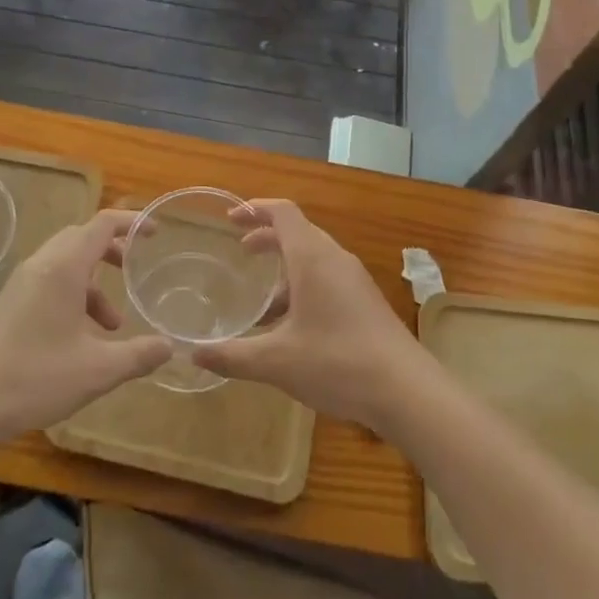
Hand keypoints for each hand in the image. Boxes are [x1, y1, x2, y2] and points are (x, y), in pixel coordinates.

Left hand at [0, 210, 170, 445]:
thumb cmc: (35, 378)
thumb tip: (169, 346)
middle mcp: (41, 265)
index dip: (131, 223)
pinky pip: (50, 282)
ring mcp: (21, 284)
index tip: (155, 233)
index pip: (102, 225)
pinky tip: (81, 338)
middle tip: (135, 269)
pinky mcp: (10, 304)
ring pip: (66, 263)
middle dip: (112, 250)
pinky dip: (74, 296)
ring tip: (113, 324)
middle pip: (82, 238)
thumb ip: (138, 355)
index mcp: (63, 268)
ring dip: (94, 283)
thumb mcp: (98, 370)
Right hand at [194, 199, 427, 428]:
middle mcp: (335, 259)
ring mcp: (354, 280)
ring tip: (262, 302)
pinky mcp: (366, 301)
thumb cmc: (337, 362)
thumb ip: (232, 356)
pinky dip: (304, 286)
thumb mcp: (276, 362)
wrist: (405, 390)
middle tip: (241, 252)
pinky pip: (328, 278)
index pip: (283, 213)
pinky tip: (292, 327)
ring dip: (286, 268)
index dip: (255, 209)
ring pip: (314, 258)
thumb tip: (193, 354)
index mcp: (313, 258)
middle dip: (268, 237)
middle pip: (298, 232)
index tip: (230, 218)